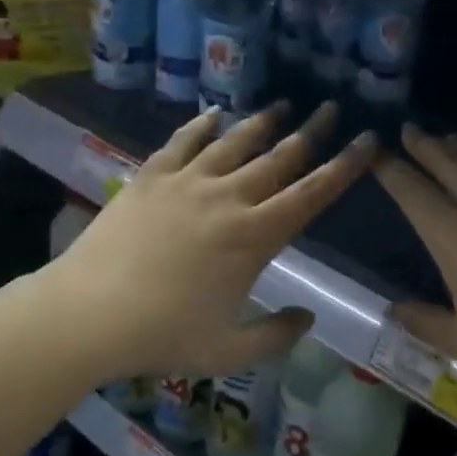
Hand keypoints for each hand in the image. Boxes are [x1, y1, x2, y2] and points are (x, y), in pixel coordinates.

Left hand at [48, 102, 375, 379]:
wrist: (88, 314)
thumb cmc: (163, 336)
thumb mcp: (229, 350)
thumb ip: (276, 335)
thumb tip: (308, 317)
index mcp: (254, 238)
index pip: (312, 194)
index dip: (345, 166)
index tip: (368, 140)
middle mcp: (227, 199)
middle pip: (279, 158)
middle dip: (311, 132)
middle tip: (330, 107)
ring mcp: (186, 184)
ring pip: (234, 143)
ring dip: (262, 123)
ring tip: (282, 105)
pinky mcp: (149, 178)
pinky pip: (182, 142)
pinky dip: (202, 125)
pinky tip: (214, 114)